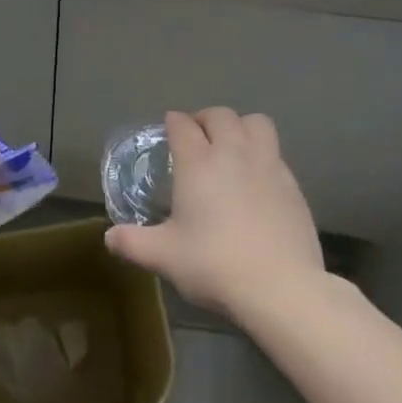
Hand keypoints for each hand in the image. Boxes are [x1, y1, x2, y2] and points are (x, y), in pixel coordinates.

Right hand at [105, 108, 323, 323]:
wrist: (281, 287)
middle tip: (198, 138)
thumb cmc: (215, 265)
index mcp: (197, 162)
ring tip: (232, 147)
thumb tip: (109, 237)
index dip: (173, 123)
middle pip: (219, 115)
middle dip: (205, 119)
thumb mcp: (165, 257)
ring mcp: (267, 164)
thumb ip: (133, 243)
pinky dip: (263, 154)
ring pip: (255, 123)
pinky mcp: (292, 183)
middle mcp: (232, 152)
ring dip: (240, 126)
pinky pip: (275, 152)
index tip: (169, 132)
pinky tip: (258, 179)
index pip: (182, 124)